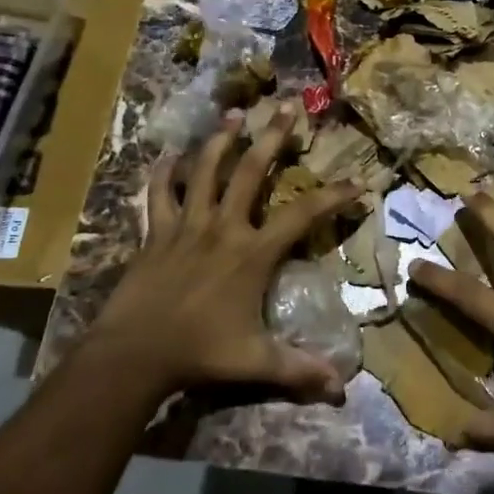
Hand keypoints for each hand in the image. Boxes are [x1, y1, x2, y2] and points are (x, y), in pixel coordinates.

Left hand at [89, 105, 359, 403]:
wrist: (134, 354)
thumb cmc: (200, 353)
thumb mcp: (256, 362)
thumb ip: (299, 370)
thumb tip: (343, 388)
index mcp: (253, 252)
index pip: (303, 214)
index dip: (333, 195)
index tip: (358, 180)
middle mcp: (223, 227)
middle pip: (251, 171)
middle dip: (272, 136)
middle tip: (286, 105)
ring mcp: (187, 225)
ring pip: (204, 170)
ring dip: (220, 140)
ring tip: (233, 113)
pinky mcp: (156, 232)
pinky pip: (158, 195)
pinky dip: (162, 174)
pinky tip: (166, 156)